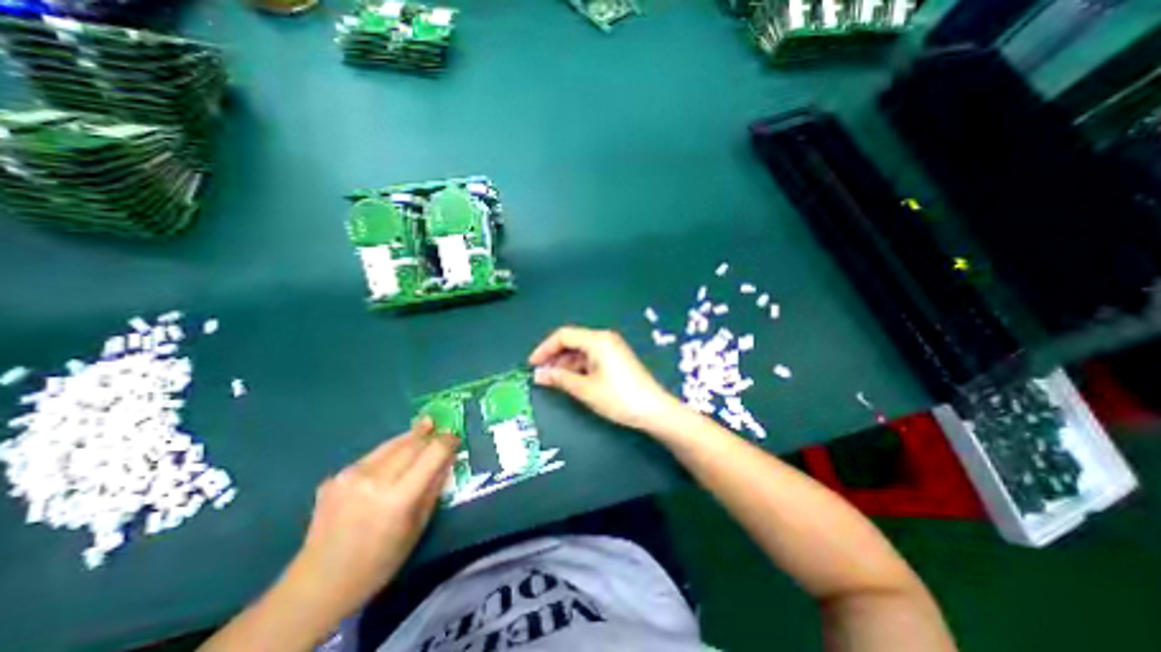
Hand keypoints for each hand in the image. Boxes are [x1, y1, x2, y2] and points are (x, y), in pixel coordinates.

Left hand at [286, 420, 456, 617]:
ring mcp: (351, 476)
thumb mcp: (418, 527)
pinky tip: (394, 457)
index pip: (432, 453)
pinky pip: (373, 455)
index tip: (456, 438)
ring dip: (411, 437)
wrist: (317, 586)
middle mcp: (374, 479)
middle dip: (430, 434)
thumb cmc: (379, 563)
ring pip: (392, 444)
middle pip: (412, 443)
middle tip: (441, 428)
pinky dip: (389, 452)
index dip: (447, 441)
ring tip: (424, 426)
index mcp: (398, 497)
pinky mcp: (336, 476)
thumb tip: (448, 459)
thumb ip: (434, 488)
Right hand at [530, 326, 681, 432]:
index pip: (563, 335)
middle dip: (554, 356)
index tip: (532, 364)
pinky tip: (570, 380)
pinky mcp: (616, 359)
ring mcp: (612, 348)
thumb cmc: (618, 397)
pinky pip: (591, 357)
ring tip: (553, 380)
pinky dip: (578, 367)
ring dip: (565, 363)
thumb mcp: (585, 389)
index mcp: (597, 340)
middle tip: (541, 374)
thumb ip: (560, 379)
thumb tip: (538, 374)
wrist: (653, 409)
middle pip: (572, 341)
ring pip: (581, 350)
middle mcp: (604, 339)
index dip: (545, 348)